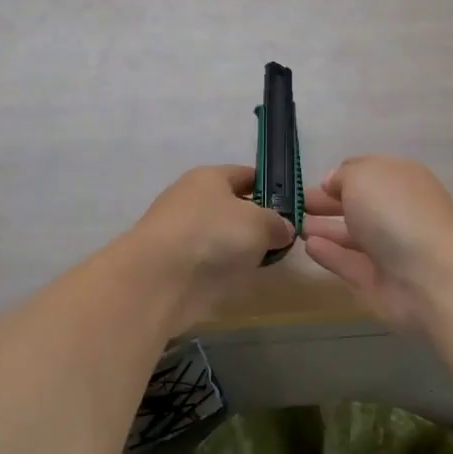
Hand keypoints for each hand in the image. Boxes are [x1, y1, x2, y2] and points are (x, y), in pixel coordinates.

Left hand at [127, 165, 294, 329]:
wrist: (159, 278)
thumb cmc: (213, 234)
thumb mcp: (260, 223)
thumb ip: (277, 223)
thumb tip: (283, 229)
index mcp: (209, 177)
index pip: (246, 174)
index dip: (271, 187)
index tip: (293, 206)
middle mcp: (192, 199)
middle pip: (233, 206)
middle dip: (257, 221)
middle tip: (285, 238)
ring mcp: (181, 232)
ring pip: (222, 235)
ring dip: (242, 246)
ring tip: (268, 260)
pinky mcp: (176, 264)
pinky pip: (210, 260)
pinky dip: (226, 267)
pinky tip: (243, 277)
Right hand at [303, 157, 452, 333]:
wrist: (430, 276)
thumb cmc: (395, 212)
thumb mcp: (363, 176)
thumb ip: (343, 176)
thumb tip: (333, 183)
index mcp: (401, 180)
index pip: (367, 173)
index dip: (341, 176)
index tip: (315, 182)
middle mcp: (397, 212)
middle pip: (358, 205)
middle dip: (328, 203)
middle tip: (296, 205)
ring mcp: (389, 249)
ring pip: (352, 235)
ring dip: (325, 229)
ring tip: (295, 225)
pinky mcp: (378, 281)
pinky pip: (348, 263)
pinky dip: (329, 254)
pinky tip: (308, 246)